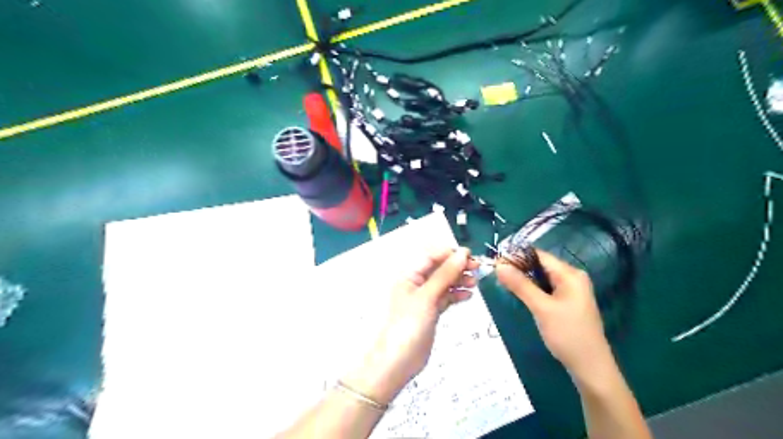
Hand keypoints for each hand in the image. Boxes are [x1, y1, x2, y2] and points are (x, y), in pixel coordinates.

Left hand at [344, 246, 476, 404]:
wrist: (397, 362)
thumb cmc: (408, 326)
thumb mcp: (427, 296)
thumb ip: (445, 274)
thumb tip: (462, 254)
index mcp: (409, 274)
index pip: (431, 255)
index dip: (450, 253)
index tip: (470, 256)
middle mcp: (415, 283)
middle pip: (439, 267)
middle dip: (457, 266)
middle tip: (477, 269)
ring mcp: (423, 298)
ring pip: (444, 282)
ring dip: (459, 279)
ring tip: (474, 283)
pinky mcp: (430, 311)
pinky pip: (445, 296)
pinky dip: (456, 294)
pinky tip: (468, 295)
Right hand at [497, 249, 613, 382]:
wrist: (591, 368)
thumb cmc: (568, 334)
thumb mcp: (541, 308)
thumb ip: (520, 285)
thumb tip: (499, 265)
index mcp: (570, 274)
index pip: (539, 256)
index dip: (517, 257)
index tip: (496, 262)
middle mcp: (572, 278)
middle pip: (540, 265)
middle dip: (519, 268)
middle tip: (496, 274)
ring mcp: (570, 291)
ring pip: (541, 278)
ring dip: (524, 279)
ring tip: (503, 283)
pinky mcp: (567, 303)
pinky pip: (546, 289)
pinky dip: (532, 289)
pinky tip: (519, 294)